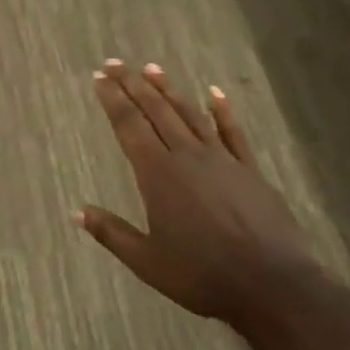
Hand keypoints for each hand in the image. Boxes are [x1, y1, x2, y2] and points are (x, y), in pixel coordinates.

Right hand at [77, 60, 316, 323]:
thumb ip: (111, 233)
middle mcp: (187, 156)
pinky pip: (233, 133)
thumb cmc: (202, 275)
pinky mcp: (250, 170)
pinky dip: (222, 111)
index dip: (112, 99)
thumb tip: (77, 212)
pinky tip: (215, 92)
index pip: (129, 125)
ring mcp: (221, 160)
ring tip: (152, 69)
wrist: (272, 285)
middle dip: (133, 85)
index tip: (99, 78)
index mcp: (157, 174)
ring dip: (169, 90)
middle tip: (115, 63)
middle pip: (156, 111)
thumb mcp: (147, 261)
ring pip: (190, 114)